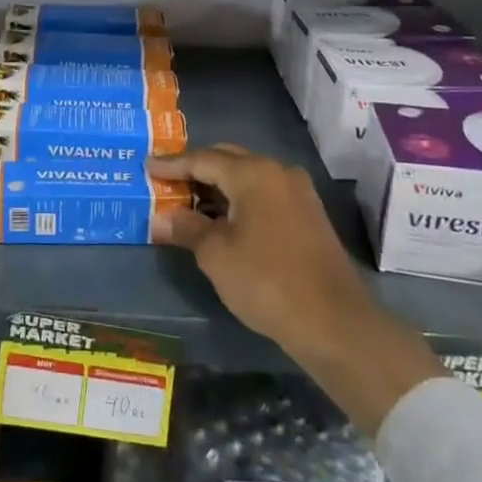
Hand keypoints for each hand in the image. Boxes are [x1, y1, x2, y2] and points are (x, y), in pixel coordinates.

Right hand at [149, 144, 444, 436]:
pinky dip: (238, 199)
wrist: (335, 323)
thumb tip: (162, 218)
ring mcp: (298, 193)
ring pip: (247, 176)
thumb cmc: (267, 281)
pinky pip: (264, 194)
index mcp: (253, 173)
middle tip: (166, 180)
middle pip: (227, 159)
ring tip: (189, 200)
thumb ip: (186, 228)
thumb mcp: (215, 255)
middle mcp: (278, 172)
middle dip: (196, 168)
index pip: (202, 159)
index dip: (171, 164)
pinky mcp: (308, 216)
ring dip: (218, 185)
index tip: (146, 166)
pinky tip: (222, 218)